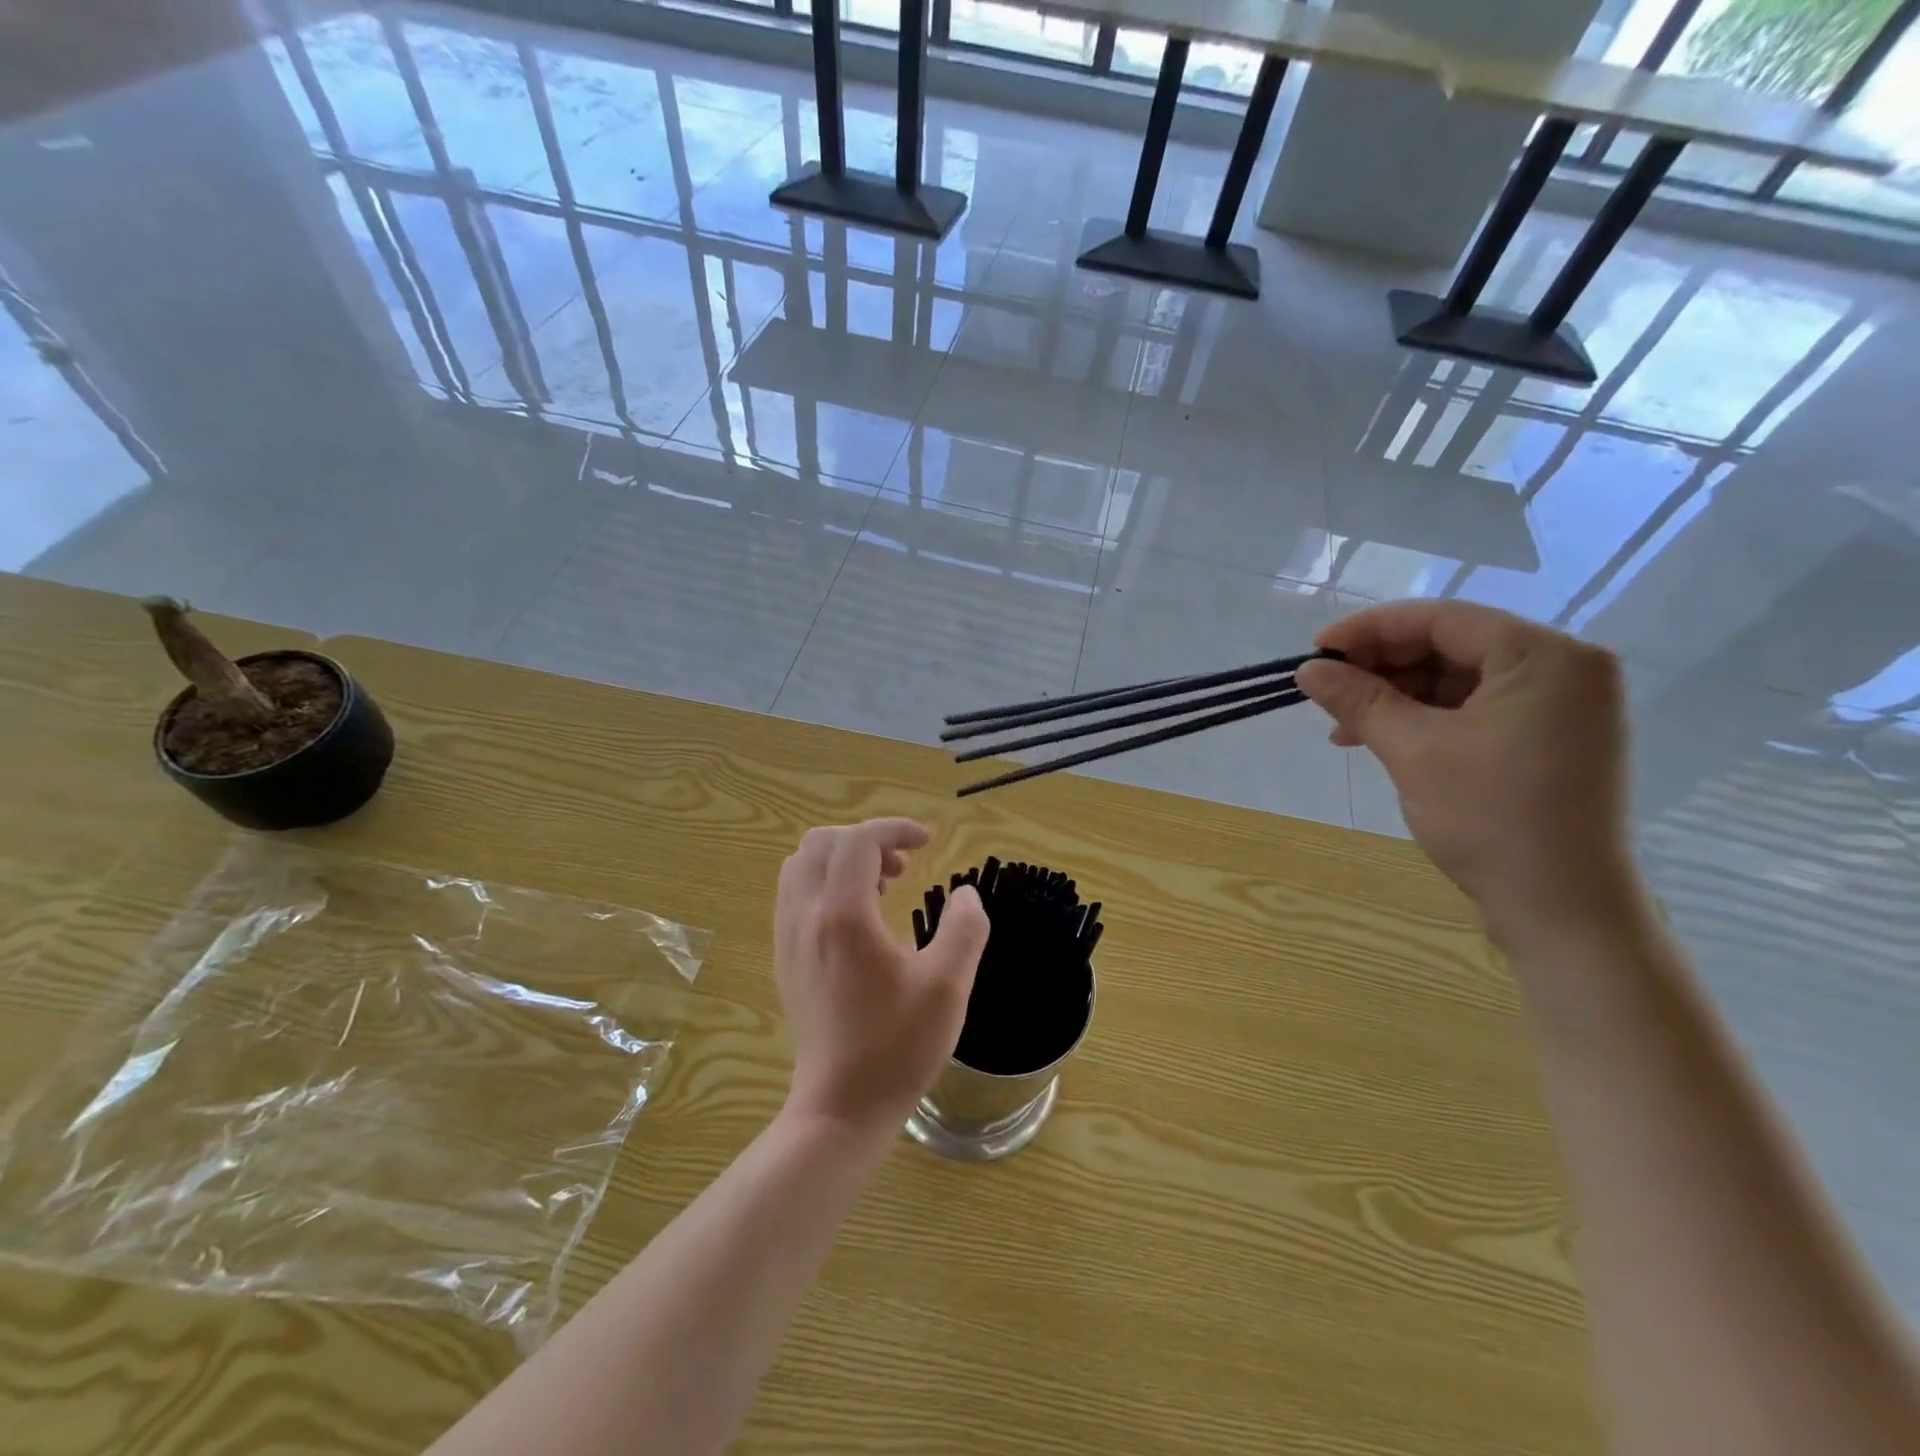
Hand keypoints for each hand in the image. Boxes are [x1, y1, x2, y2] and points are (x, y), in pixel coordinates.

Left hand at [774, 819, 990, 1137]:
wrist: (841, 1107)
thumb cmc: (898, 1047)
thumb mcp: (948, 987)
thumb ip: (964, 929)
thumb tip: (965, 894)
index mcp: (844, 915)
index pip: (859, 840)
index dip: (894, 829)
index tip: (927, 841)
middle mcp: (806, 916)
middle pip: (822, 843)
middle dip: (865, 840)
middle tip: (903, 865)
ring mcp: (788, 938)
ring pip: (801, 866)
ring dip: (842, 860)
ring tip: (882, 886)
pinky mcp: (785, 959)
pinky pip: (795, 895)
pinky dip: (826, 883)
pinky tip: (859, 918)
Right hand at [1295, 601, 1638, 939]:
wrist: (1561, 909)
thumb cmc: (1489, 819)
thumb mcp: (1412, 750)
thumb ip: (1358, 699)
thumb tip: (1308, 669)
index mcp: (1544, 656)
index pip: (1442, 619)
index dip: (1369, 629)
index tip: (1316, 650)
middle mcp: (1564, 668)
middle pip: (1451, 645)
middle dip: (1382, 666)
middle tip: (1327, 690)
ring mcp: (1562, 706)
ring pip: (1459, 678)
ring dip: (1397, 695)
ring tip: (1343, 725)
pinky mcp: (1551, 738)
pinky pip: (1476, 708)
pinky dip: (1426, 717)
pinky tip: (1380, 738)